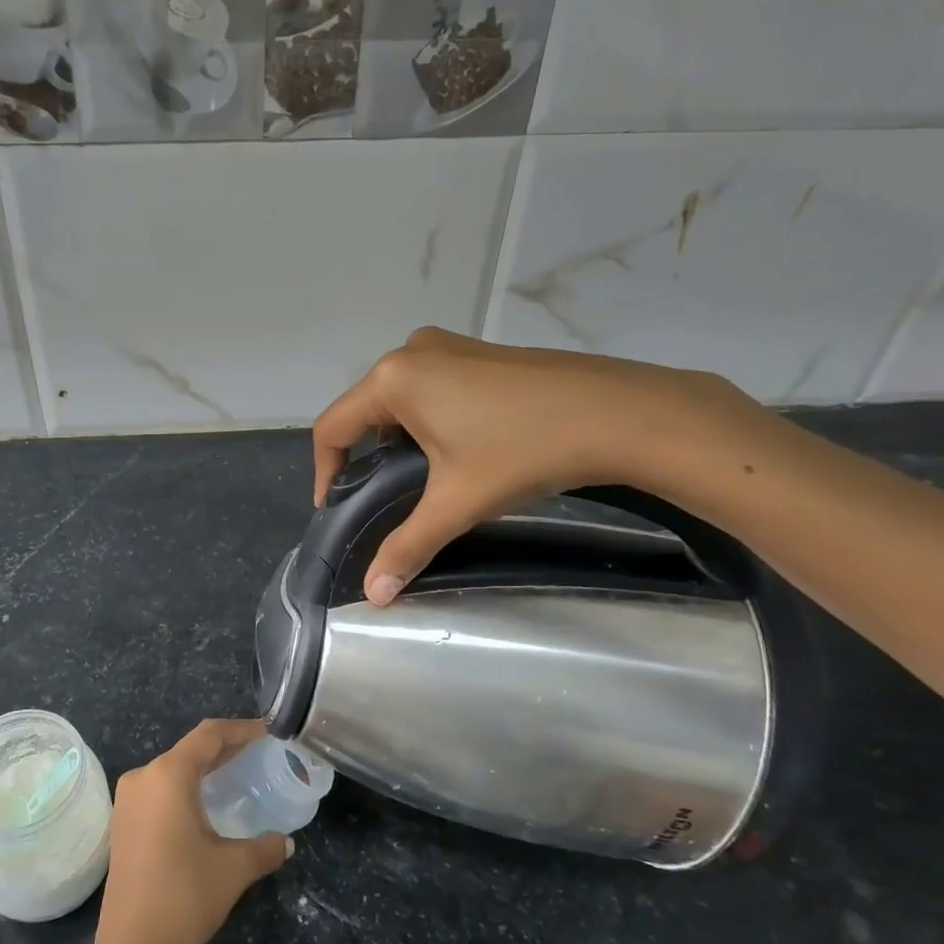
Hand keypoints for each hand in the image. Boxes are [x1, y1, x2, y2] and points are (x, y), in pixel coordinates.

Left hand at [91, 719, 290, 943]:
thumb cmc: (184, 898)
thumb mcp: (234, 869)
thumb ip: (265, 847)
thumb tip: (286, 842)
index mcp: (168, 775)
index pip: (209, 735)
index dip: (241, 730)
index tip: (268, 732)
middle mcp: (144, 777)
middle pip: (190, 750)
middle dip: (225, 748)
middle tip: (258, 753)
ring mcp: (128, 801)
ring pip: (173, 770)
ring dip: (204, 769)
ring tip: (237, 775)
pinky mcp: (122, 823)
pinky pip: (160, 790)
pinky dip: (186, 788)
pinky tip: (206, 805)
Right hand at [312, 328, 762, 604]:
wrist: (618, 413)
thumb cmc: (523, 450)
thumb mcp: (457, 502)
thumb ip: (408, 546)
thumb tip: (374, 597)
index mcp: (394, 379)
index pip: (333, 427)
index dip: (326, 471)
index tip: (336, 508)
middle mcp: (413, 352)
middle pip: (365, 410)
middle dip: (366, 455)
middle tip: (380, 498)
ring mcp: (449, 345)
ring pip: (399, 397)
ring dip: (398, 437)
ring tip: (419, 479)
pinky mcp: (479, 352)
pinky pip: (431, 386)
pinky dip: (427, 418)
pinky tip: (457, 449)